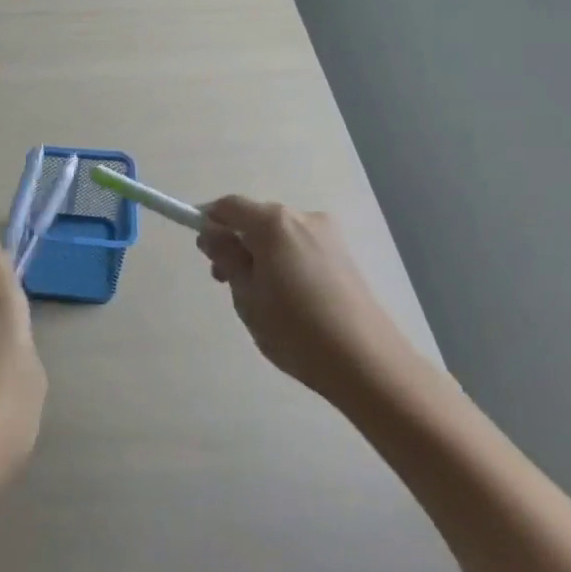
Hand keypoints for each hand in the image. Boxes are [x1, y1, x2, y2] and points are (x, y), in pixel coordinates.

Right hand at [196, 197, 418, 402]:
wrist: (367, 364)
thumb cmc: (295, 329)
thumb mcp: (246, 294)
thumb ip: (226, 257)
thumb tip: (212, 234)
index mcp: (274, 222)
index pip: (228, 207)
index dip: (208, 223)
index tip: (203, 252)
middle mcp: (302, 218)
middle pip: (255, 218)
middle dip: (235, 242)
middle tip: (225, 282)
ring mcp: (328, 236)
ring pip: (278, 235)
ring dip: (259, 254)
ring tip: (259, 297)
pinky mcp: (344, 256)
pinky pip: (299, 248)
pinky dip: (283, 262)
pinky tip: (287, 298)